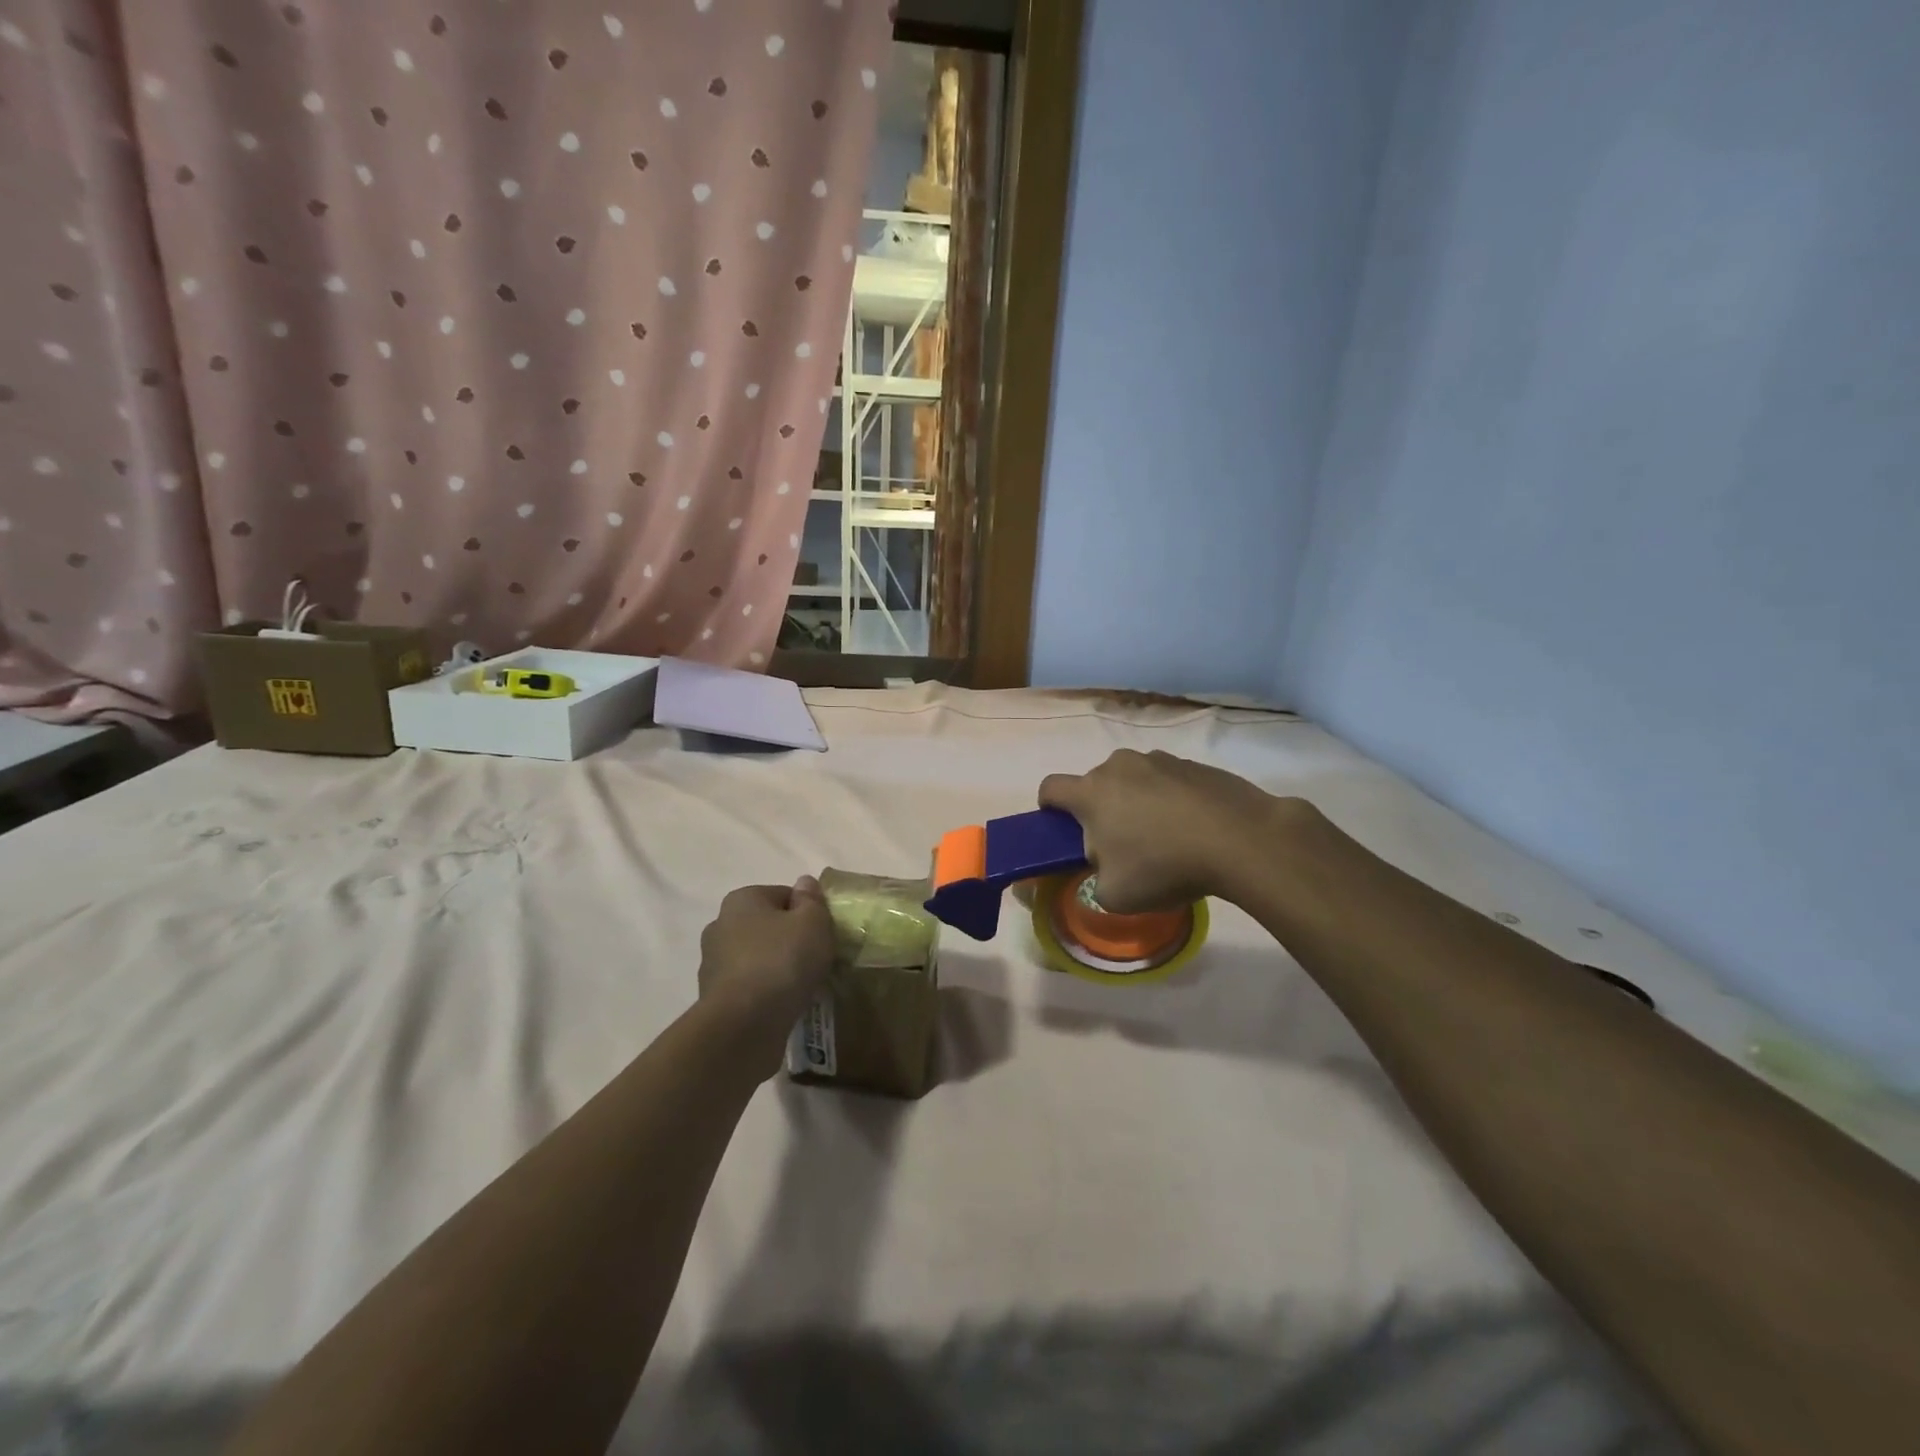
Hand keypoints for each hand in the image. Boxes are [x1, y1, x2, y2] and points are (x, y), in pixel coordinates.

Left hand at [698, 878, 835, 1069]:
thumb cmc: (782, 960)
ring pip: (757, 958)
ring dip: (776, 967)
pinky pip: (749, 987)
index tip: (823, 933)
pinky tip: (783, 1005)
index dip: (807, 912)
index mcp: (741, 899)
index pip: (783, 895)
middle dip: (789, 939)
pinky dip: (765, 992)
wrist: (744, 1024)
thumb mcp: (813, 922)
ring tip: (802, 986)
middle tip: (816, 959)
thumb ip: (812, 899)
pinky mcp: (714, 999)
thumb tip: (804, 884)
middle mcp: (720, 925)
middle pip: (767, 926)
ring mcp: (713, 964)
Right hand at [1039, 750, 1283, 911]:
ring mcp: (1160, 759)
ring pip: (1134, 780)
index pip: (1050, 788)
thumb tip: (1104, 868)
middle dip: (1100, 810)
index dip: (1049, 808)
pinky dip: (1172, 800)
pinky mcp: (1195, 764)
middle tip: (1120, 845)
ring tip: (1164, 838)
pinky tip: (1194, 829)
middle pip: (1096, 784)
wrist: (1241, 839)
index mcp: (1091, 793)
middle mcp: (1120, 766)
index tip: (1062, 829)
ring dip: (1137, 802)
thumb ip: (1095, 881)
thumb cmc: (1164, 866)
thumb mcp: (1115, 895)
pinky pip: (1169, 781)